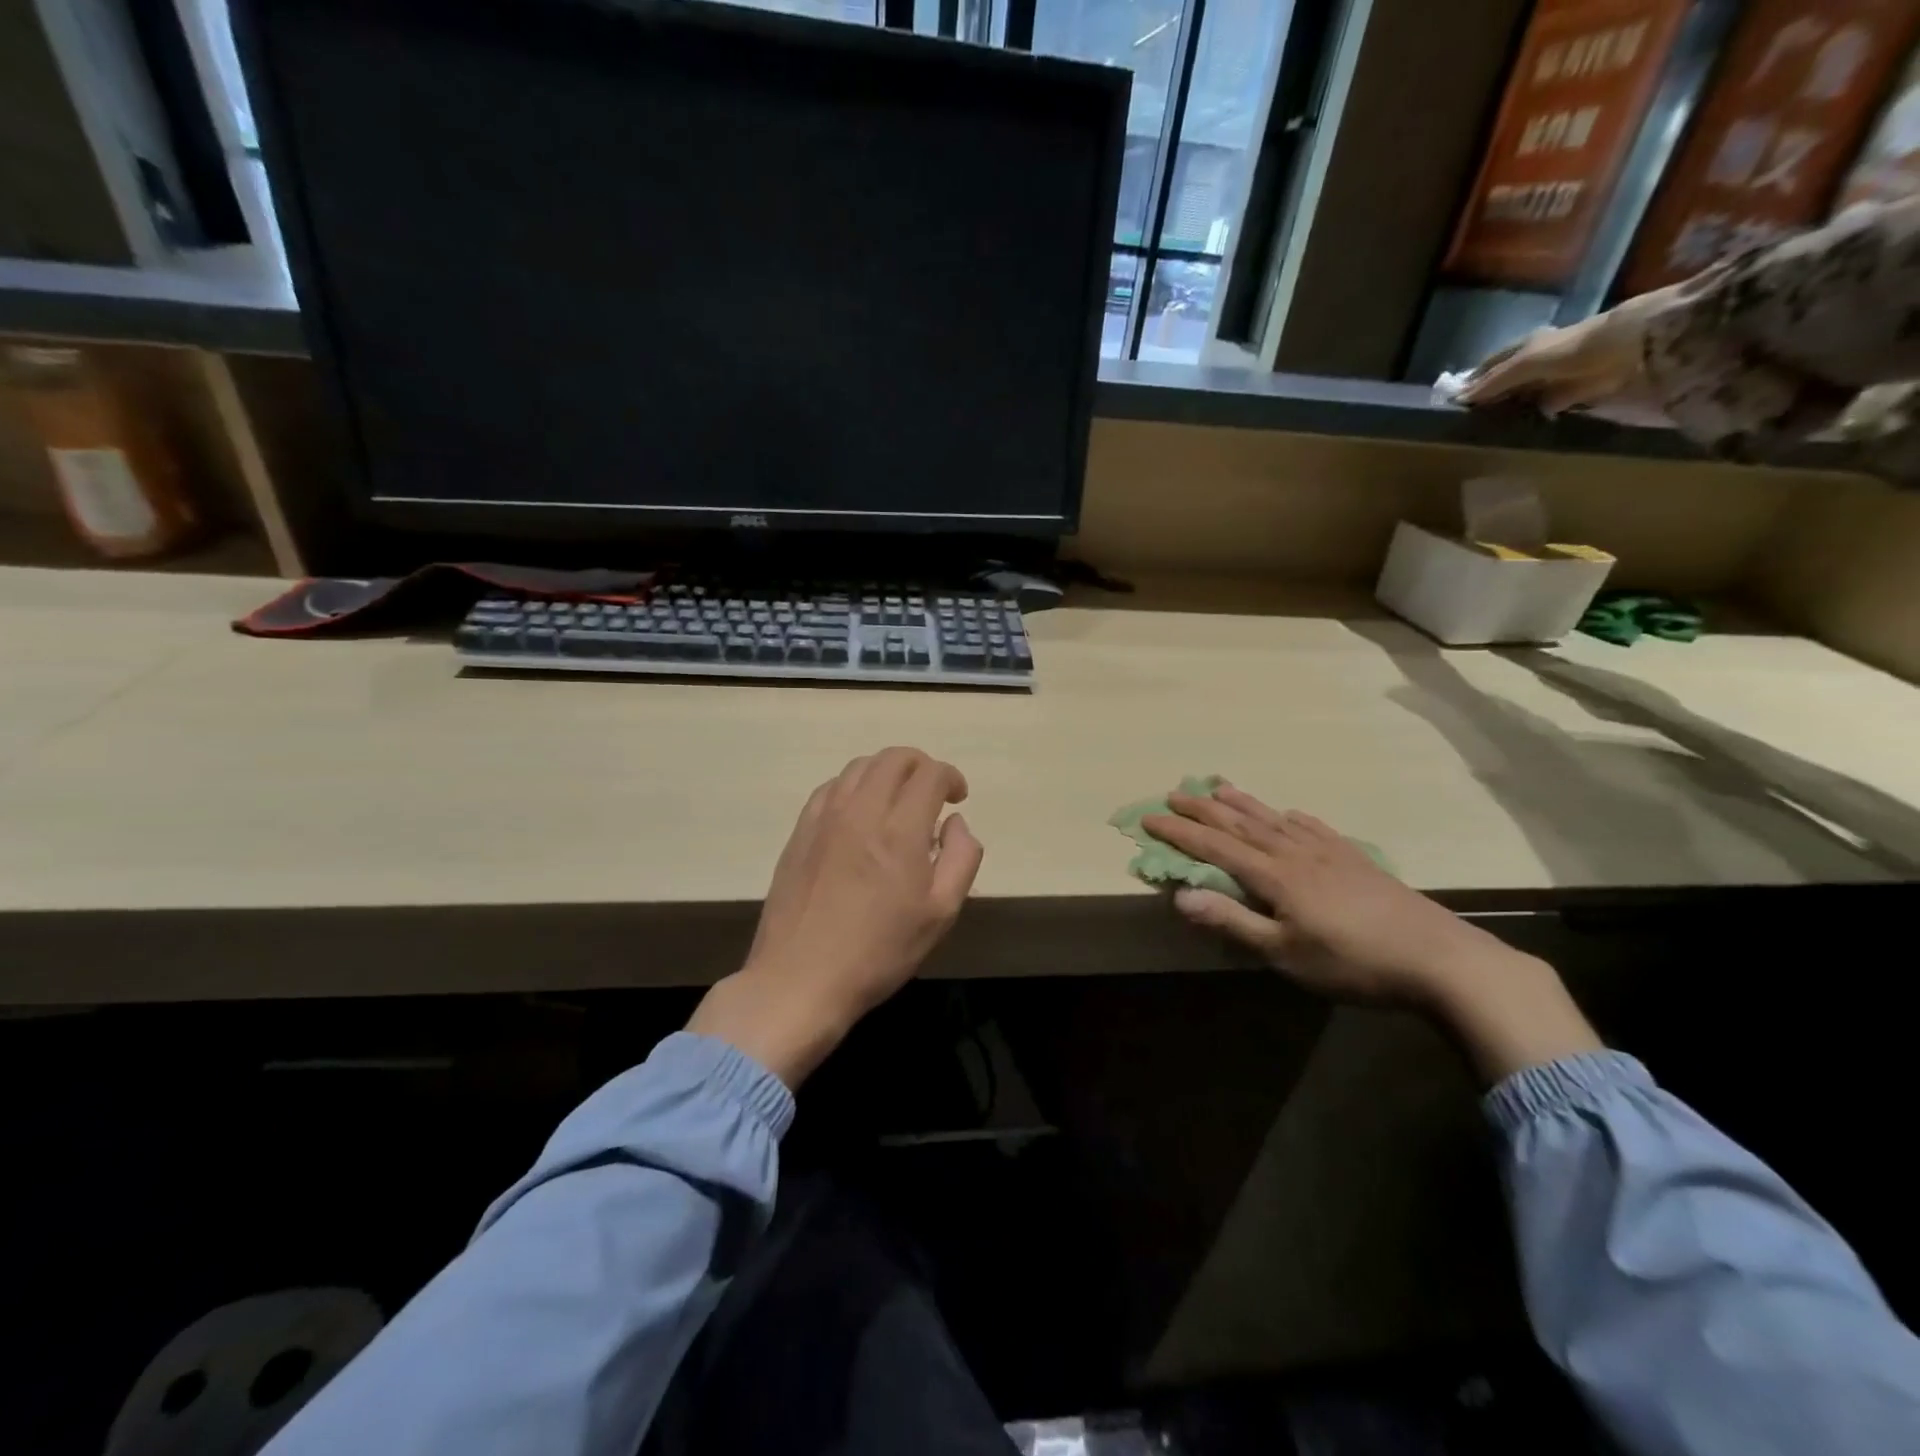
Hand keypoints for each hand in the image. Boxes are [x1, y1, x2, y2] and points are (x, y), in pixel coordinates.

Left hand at [687, 748, 983, 1086]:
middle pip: (893, 758)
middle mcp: (861, 811)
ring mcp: (824, 818)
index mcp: (900, 830)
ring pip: (860, 767)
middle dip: (921, 765)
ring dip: (887, 772)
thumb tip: (955, 822)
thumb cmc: (879, 952)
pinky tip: (860, 814)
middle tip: (932, 793)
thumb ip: (961, 857)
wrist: (800, 979)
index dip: (950, 777)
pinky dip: (855, 786)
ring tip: (897, 802)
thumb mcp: (940, 914)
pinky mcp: (800, 831)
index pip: (929, 773)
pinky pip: (831, 787)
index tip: (957, 798)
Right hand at [1142, 784, 1601, 1082]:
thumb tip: (1179, 896)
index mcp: (1275, 877)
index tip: (1149, 818)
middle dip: (1203, 810)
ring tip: (1219, 788)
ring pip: (1275, 821)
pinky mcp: (1357, 861)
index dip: (1180, 833)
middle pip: (1241, 826)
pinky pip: (1316, 829)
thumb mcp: (1285, 953)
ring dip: (1243, 804)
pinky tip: (1291, 814)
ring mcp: (1330, 853)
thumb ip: (1233, 922)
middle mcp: (1296, 854)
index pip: (1215, 848)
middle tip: (1174, 793)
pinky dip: (1294, 818)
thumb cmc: (1353, 963)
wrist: (1440, 959)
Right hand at [1454, 286, 1678, 415]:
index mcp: (1526, 347)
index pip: (1492, 364)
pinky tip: (1518, 431)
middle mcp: (1540, 360)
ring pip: (1525, 396)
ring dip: (1510, 410)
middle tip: (1466, 420)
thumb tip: (1459, 401)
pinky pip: (1545, 409)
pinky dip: (1532, 419)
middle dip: (1490, 396)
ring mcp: (1558, 379)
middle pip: (1508, 381)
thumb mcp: (1524, 363)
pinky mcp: (1575, 396)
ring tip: (1487, 430)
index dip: (1474, 379)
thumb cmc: (1572, 349)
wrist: (1631, 349)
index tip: (1453, 401)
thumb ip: (1493, 382)